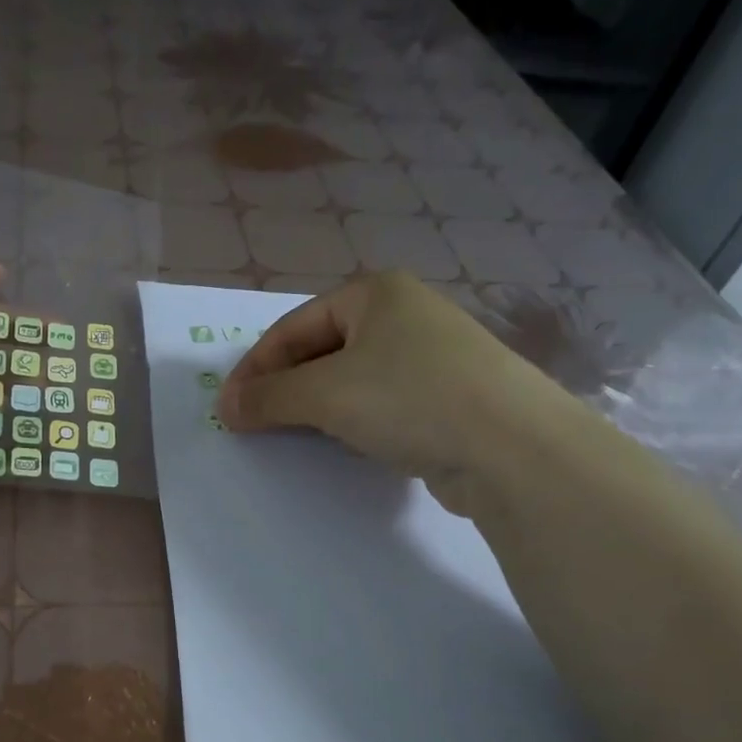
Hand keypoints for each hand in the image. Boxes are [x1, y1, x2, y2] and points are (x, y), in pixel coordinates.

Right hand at [217, 271, 546, 481]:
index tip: (228, 408)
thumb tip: (227, 408)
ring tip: (291, 434)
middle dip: (285, 387)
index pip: (293, 327)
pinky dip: (355, 421)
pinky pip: (383, 403)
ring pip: (353, 379)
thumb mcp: (326, 394)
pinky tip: (345, 444)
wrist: (514, 448)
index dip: (254, 368)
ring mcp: (432, 356)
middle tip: (254, 422)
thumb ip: (269, 397)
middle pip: (322, 350)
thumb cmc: (410, 399)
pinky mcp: (449, 397)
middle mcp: (405, 314)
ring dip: (317, 406)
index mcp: (375, 293)